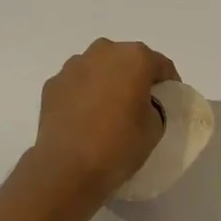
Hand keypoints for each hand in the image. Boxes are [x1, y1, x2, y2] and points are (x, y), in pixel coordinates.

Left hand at [31, 39, 177, 205]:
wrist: (67, 169)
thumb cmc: (119, 145)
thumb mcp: (155, 127)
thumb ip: (154, 105)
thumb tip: (141, 103)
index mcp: (134, 58)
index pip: (160, 65)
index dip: (168, 83)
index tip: (168, 100)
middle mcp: (104, 52)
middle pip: (127, 59)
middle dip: (135, 76)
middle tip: (138, 103)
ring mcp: (74, 66)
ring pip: (99, 68)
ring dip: (107, 82)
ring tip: (108, 110)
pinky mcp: (53, 84)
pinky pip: (77, 83)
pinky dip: (84, 93)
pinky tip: (85, 118)